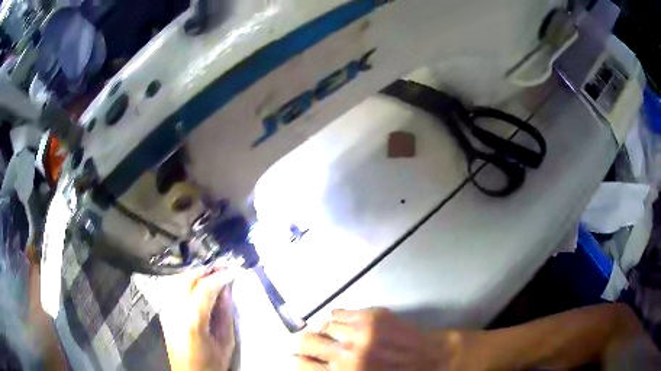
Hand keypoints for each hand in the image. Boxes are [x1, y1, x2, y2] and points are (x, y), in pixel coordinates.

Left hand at [160, 268, 235, 370]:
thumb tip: (226, 291)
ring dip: (197, 274)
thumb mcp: (225, 342)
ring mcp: (166, 309)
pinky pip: (175, 288)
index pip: (205, 287)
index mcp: (191, 320)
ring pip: (179, 280)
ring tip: (212, 276)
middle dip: (206, 270)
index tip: (231, 271)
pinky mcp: (165, 311)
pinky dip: (188, 282)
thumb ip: (225, 314)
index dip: (219, 277)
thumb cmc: (210, 363)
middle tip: (221, 269)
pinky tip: (199, 286)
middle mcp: (174, 310)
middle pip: (188, 278)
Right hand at [294, 308, 477, 370]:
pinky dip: (335, 318)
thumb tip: (314, 366)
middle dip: (297, 342)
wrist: (432, 359)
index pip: (302, 365)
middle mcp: (348, 355)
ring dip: (321, 330)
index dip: (293, 360)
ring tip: (325, 333)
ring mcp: (360, 333)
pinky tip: (340, 323)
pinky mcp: (373, 316)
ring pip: (323, 325)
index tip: (289, 357)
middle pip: (305, 341)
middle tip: (296, 343)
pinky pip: (339, 312)